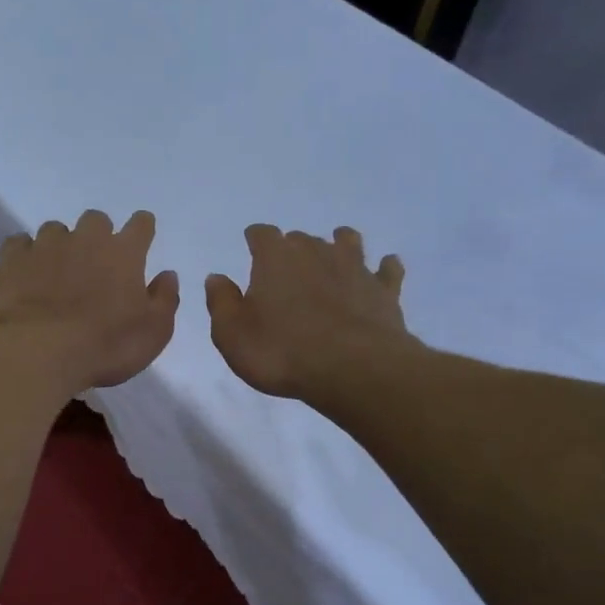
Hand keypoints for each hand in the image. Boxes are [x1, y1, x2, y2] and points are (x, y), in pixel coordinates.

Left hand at [0, 210, 180, 390]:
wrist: (39, 352)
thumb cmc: (106, 346)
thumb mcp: (153, 333)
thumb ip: (164, 299)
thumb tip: (167, 275)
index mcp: (124, 253)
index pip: (141, 225)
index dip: (142, 230)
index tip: (141, 239)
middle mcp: (85, 239)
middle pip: (96, 220)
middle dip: (98, 235)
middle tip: (95, 264)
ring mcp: (45, 246)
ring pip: (55, 229)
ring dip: (60, 245)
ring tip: (56, 273)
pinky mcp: (12, 260)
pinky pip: (19, 244)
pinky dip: (25, 255)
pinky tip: (25, 273)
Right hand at [205, 225, 406, 399]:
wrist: (353, 369)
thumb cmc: (282, 352)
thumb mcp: (232, 334)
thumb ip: (221, 302)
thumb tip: (216, 278)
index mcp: (275, 258)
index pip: (262, 234)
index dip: (255, 239)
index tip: (252, 245)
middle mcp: (316, 252)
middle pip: (302, 237)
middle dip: (293, 248)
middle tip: (287, 267)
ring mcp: (355, 269)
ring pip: (348, 243)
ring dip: (339, 245)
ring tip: (335, 253)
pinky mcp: (384, 291)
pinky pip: (388, 270)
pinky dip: (384, 268)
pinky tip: (384, 269)